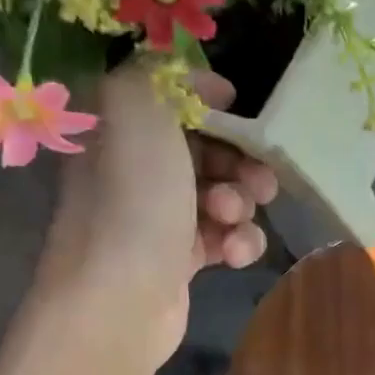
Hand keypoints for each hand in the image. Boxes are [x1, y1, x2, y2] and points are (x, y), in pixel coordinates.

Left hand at [39, 63, 277, 366]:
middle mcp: (134, 169)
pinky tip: (234, 255)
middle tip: (257, 181)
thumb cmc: (132, 200)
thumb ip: (165, 75)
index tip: (242, 117)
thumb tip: (208, 87)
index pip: (173, 102)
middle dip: (240, 163)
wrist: (120, 299)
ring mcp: (156, 217)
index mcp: (117, 128)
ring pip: (222, 195)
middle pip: (207, 151)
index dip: (213, 106)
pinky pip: (223, 238)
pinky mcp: (178, 259)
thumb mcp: (138, 108)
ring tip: (232, 221)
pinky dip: (237, 243)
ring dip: (241, 205)